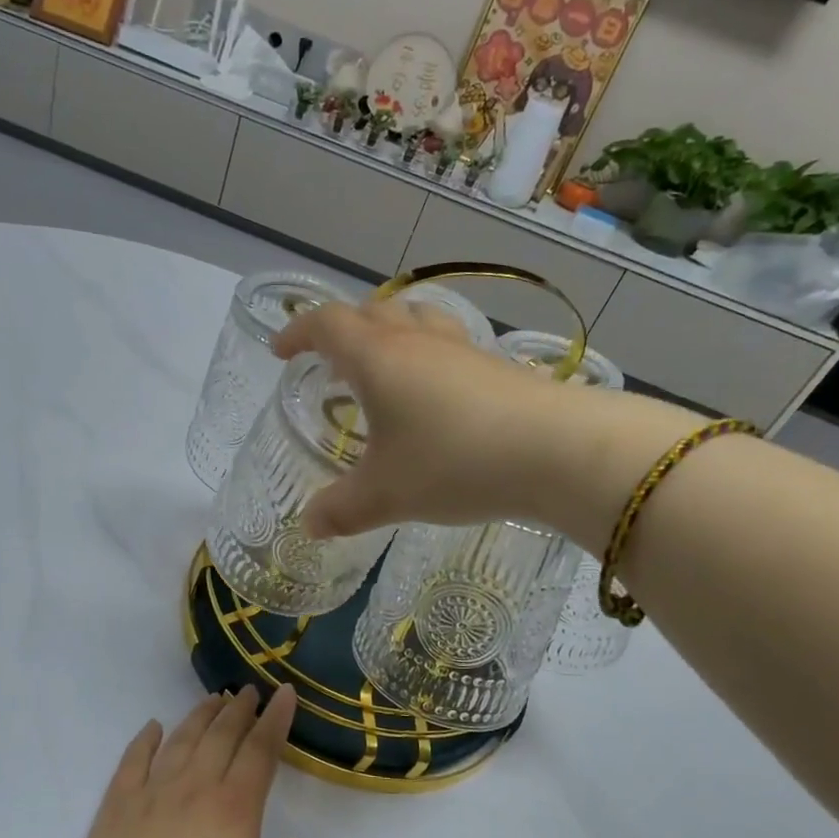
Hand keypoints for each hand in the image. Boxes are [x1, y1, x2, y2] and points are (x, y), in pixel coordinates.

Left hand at [62, 687, 306, 837]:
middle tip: (249, 691)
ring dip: (200, 715)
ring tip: (213, 699)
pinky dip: (145, 739)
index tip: (285, 693)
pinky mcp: (117, 806)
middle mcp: (195, 788)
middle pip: (221, 735)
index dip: (275, 719)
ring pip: (181, 739)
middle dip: (239, 709)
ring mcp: (152, 793)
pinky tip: (153, 728)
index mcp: (235, 809)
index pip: (261, 750)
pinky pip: (133, 760)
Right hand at [272, 299, 706, 548]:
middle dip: (344, 330)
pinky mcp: (498, 368)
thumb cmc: (453, 463)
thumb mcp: (386, 494)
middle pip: (372, 312)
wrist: (557, 451)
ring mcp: (463, 351)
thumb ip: (341, 509)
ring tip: (382, 370)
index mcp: (377, 358)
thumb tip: (308, 526)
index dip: (298, 331)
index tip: (281, 350)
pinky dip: (427, 359)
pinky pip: (449, 347)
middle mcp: (417, 342)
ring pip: (417, 321)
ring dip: (390, 336)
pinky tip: (435, 399)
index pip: (327, 324)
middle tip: (331, 362)